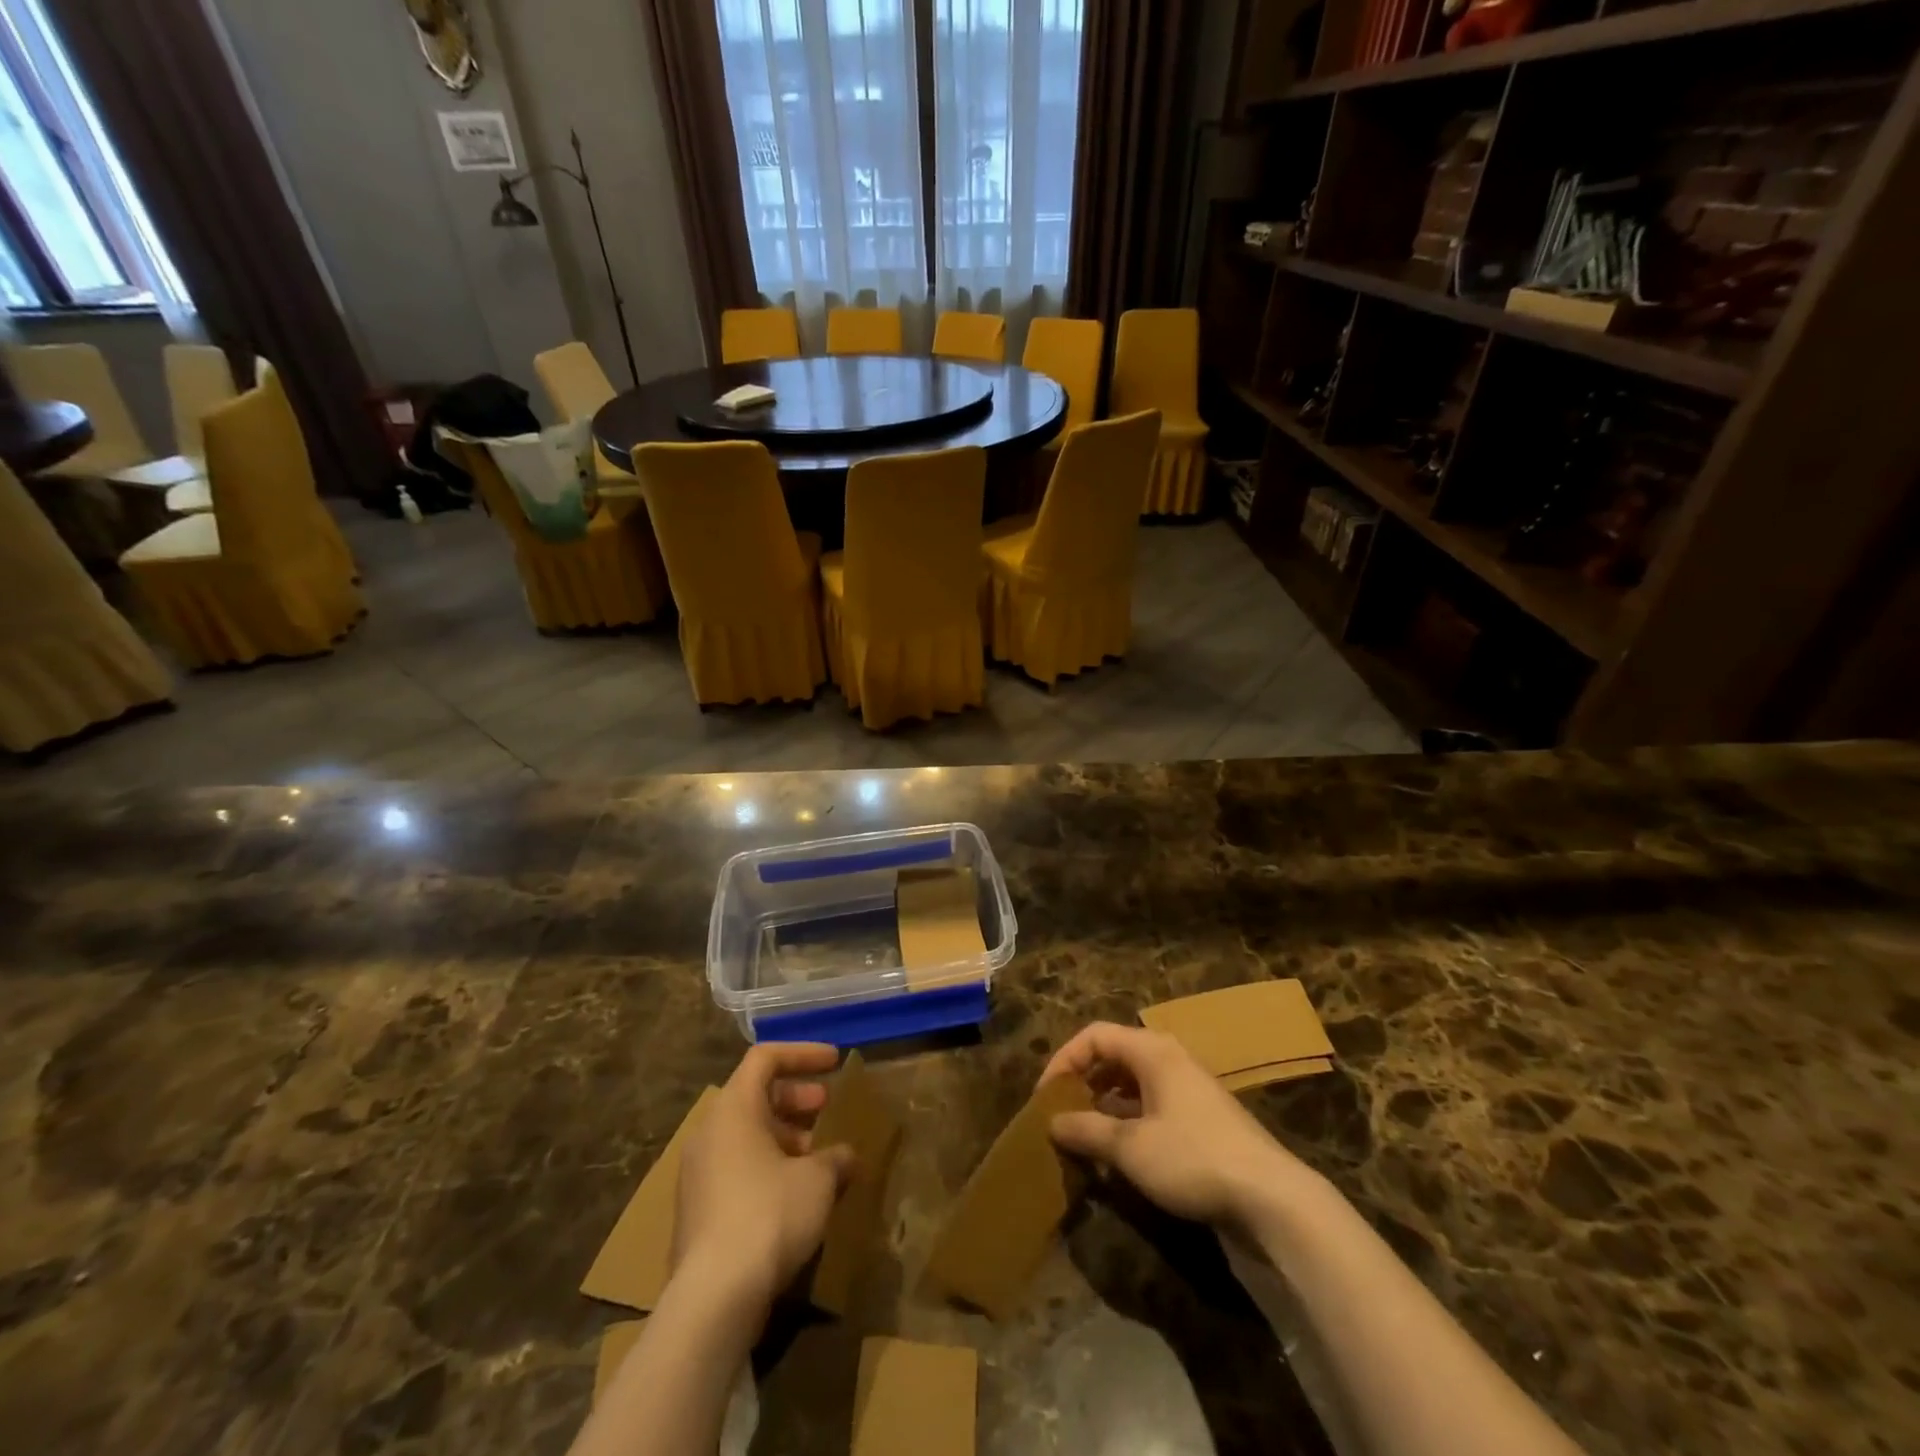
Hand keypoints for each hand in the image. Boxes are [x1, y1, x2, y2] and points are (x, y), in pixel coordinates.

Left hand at [672, 1042, 855, 1312]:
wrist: (713, 1299)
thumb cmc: (769, 1215)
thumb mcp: (817, 1180)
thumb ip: (835, 1158)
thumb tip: (846, 1156)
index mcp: (734, 1109)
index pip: (766, 1058)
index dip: (803, 1053)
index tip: (836, 1062)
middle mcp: (710, 1132)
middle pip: (755, 1096)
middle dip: (796, 1098)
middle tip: (827, 1108)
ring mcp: (699, 1174)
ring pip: (747, 1136)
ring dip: (786, 1137)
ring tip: (820, 1158)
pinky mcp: (698, 1212)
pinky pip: (738, 1169)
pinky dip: (769, 1167)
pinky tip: (798, 1196)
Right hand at [1040, 1022, 1314, 1228]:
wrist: (1271, 1198)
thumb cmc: (1193, 1158)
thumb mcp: (1131, 1147)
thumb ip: (1087, 1130)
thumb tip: (1052, 1123)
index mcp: (1152, 1051)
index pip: (1095, 1036)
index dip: (1064, 1060)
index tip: (1045, 1097)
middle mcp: (1169, 1059)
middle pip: (1113, 1056)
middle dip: (1082, 1083)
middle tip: (1061, 1116)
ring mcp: (1187, 1089)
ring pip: (1131, 1084)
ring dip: (1103, 1106)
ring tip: (1083, 1138)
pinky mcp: (1200, 1119)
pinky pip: (1150, 1107)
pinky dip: (1127, 1122)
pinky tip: (1117, 1155)